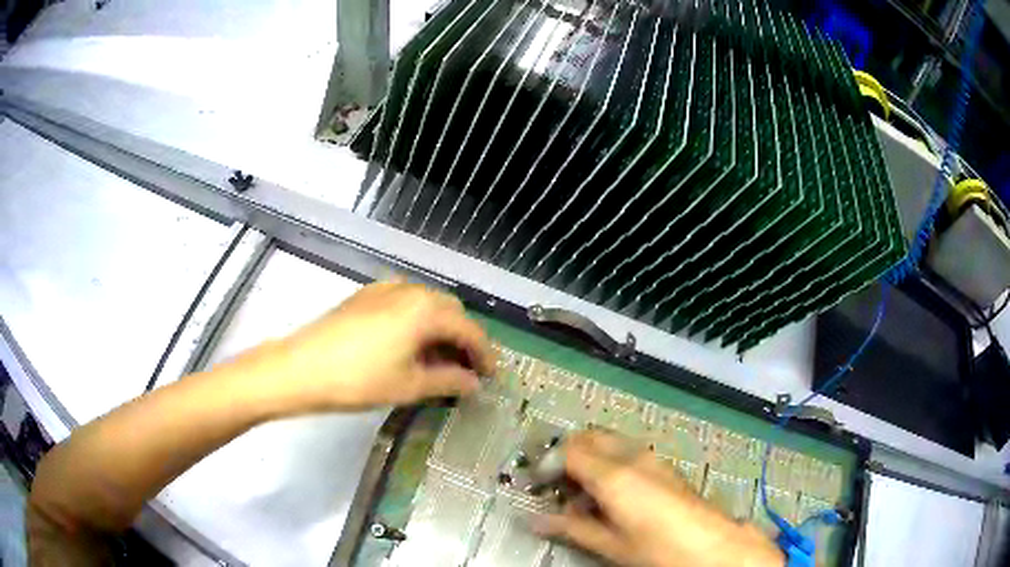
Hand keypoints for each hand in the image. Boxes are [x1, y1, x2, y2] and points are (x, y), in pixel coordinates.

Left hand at [239, 281, 495, 414]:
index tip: (491, 376)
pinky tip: (409, 345)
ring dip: (440, 329)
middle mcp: (410, 290)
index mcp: (426, 309)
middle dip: (463, 339)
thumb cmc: (359, 380)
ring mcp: (385, 289)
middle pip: (450, 311)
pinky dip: (417, 321)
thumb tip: (474, 383)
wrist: (301, 367)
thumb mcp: (409, 386)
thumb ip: (449, 381)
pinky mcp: (366, 295)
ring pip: (427, 304)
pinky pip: (404, 303)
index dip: (485, 354)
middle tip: (465, 369)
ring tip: (438, 360)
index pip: (469, 329)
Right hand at [535, 431, 782, 566]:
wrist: (709, 545)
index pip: (568, 451)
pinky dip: (609, 462)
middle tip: (556, 483)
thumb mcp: (609, 543)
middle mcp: (631, 457)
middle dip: (567, 453)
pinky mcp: (663, 466)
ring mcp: (650, 458)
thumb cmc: (655, 548)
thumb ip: (570, 526)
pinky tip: (610, 493)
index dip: (547, 464)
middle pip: (589, 436)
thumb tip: (535, 520)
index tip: (537, 484)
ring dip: (589, 457)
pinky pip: (627, 452)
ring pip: (609, 441)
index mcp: (613, 475)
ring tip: (581, 492)